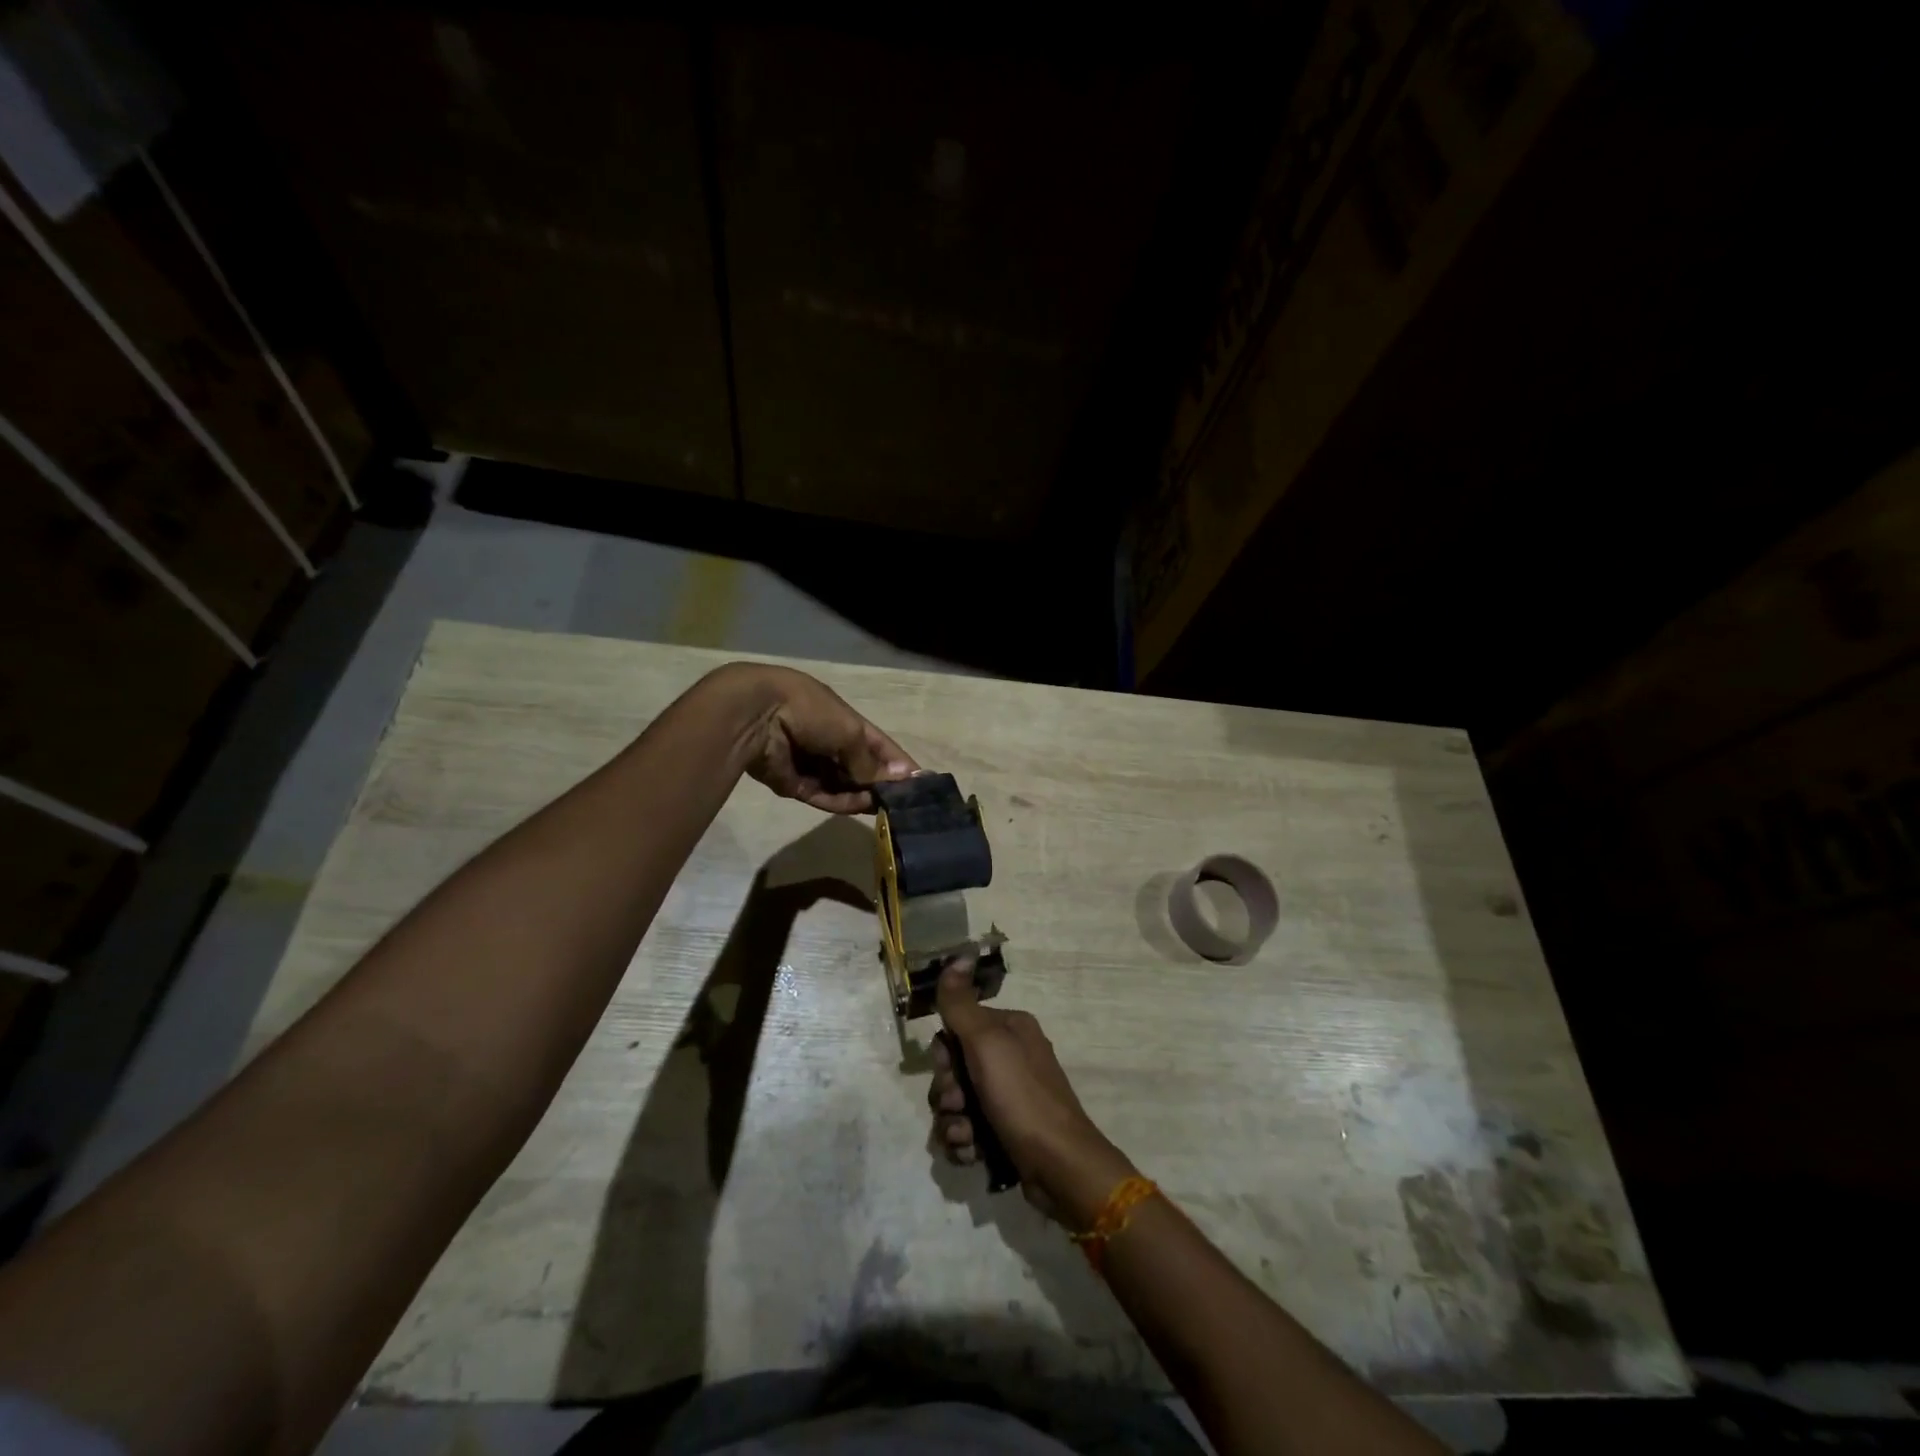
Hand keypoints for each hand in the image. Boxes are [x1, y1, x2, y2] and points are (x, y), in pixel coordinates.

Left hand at [725, 664, 916, 812]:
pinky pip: (823, 796)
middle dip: (880, 784)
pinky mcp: (795, 785)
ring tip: (882, 806)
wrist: (756, 716)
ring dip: (862, 795)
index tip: (919, 783)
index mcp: (843, 720)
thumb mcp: (849, 731)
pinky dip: (840, 802)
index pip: (878, 745)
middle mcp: (829, 742)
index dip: (898, 763)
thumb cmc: (809, 711)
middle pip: (861, 769)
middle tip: (902, 803)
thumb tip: (896, 779)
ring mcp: (812, 765)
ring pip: (844, 786)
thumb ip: (870, 761)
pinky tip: (858, 806)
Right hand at [930, 960, 1136, 1226]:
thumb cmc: (1022, 1097)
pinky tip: (973, 1154)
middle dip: (947, 1094)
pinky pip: (966, 1131)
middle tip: (960, 1107)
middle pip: (952, 1070)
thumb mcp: (987, 1042)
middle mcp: (1009, 1058)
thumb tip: (958, 954)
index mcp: (1009, 1029)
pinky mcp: (1004, 1132)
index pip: (956, 1029)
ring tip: (967, 1138)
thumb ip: (961, 1003)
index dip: (945, 1055)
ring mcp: (1007, 1097)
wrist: (1059, 1167)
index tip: (952, 1072)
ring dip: (952, 1123)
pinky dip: (964, 1143)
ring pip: (955, 1104)